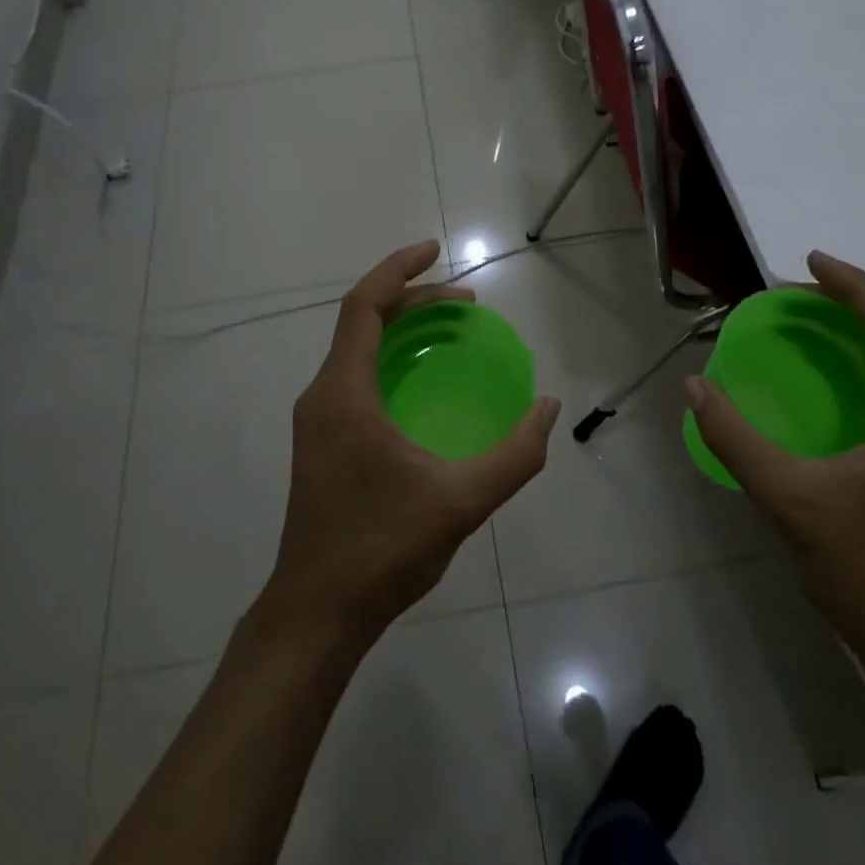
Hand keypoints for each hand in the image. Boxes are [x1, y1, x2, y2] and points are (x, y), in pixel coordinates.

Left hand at [263, 241, 560, 642]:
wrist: (317, 613)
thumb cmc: (383, 549)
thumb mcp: (460, 501)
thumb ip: (514, 455)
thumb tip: (548, 408)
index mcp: (344, 392)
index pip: (364, 305)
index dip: (398, 269)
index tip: (435, 251)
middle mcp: (322, 395)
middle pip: (363, 323)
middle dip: (413, 301)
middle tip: (465, 304)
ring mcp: (317, 420)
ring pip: (357, 350)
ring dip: (401, 331)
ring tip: (450, 333)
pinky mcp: (320, 442)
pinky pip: (355, 377)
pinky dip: (391, 361)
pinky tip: (423, 387)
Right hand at [688, 251, 864, 668]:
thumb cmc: (863, 566)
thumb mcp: (787, 497)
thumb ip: (736, 438)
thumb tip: (694, 388)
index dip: (854, 287)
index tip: (810, 262)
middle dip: (850, 308)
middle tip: (795, 297)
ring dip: (856, 341)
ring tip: (807, 331)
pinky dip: (859, 376)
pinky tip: (825, 394)